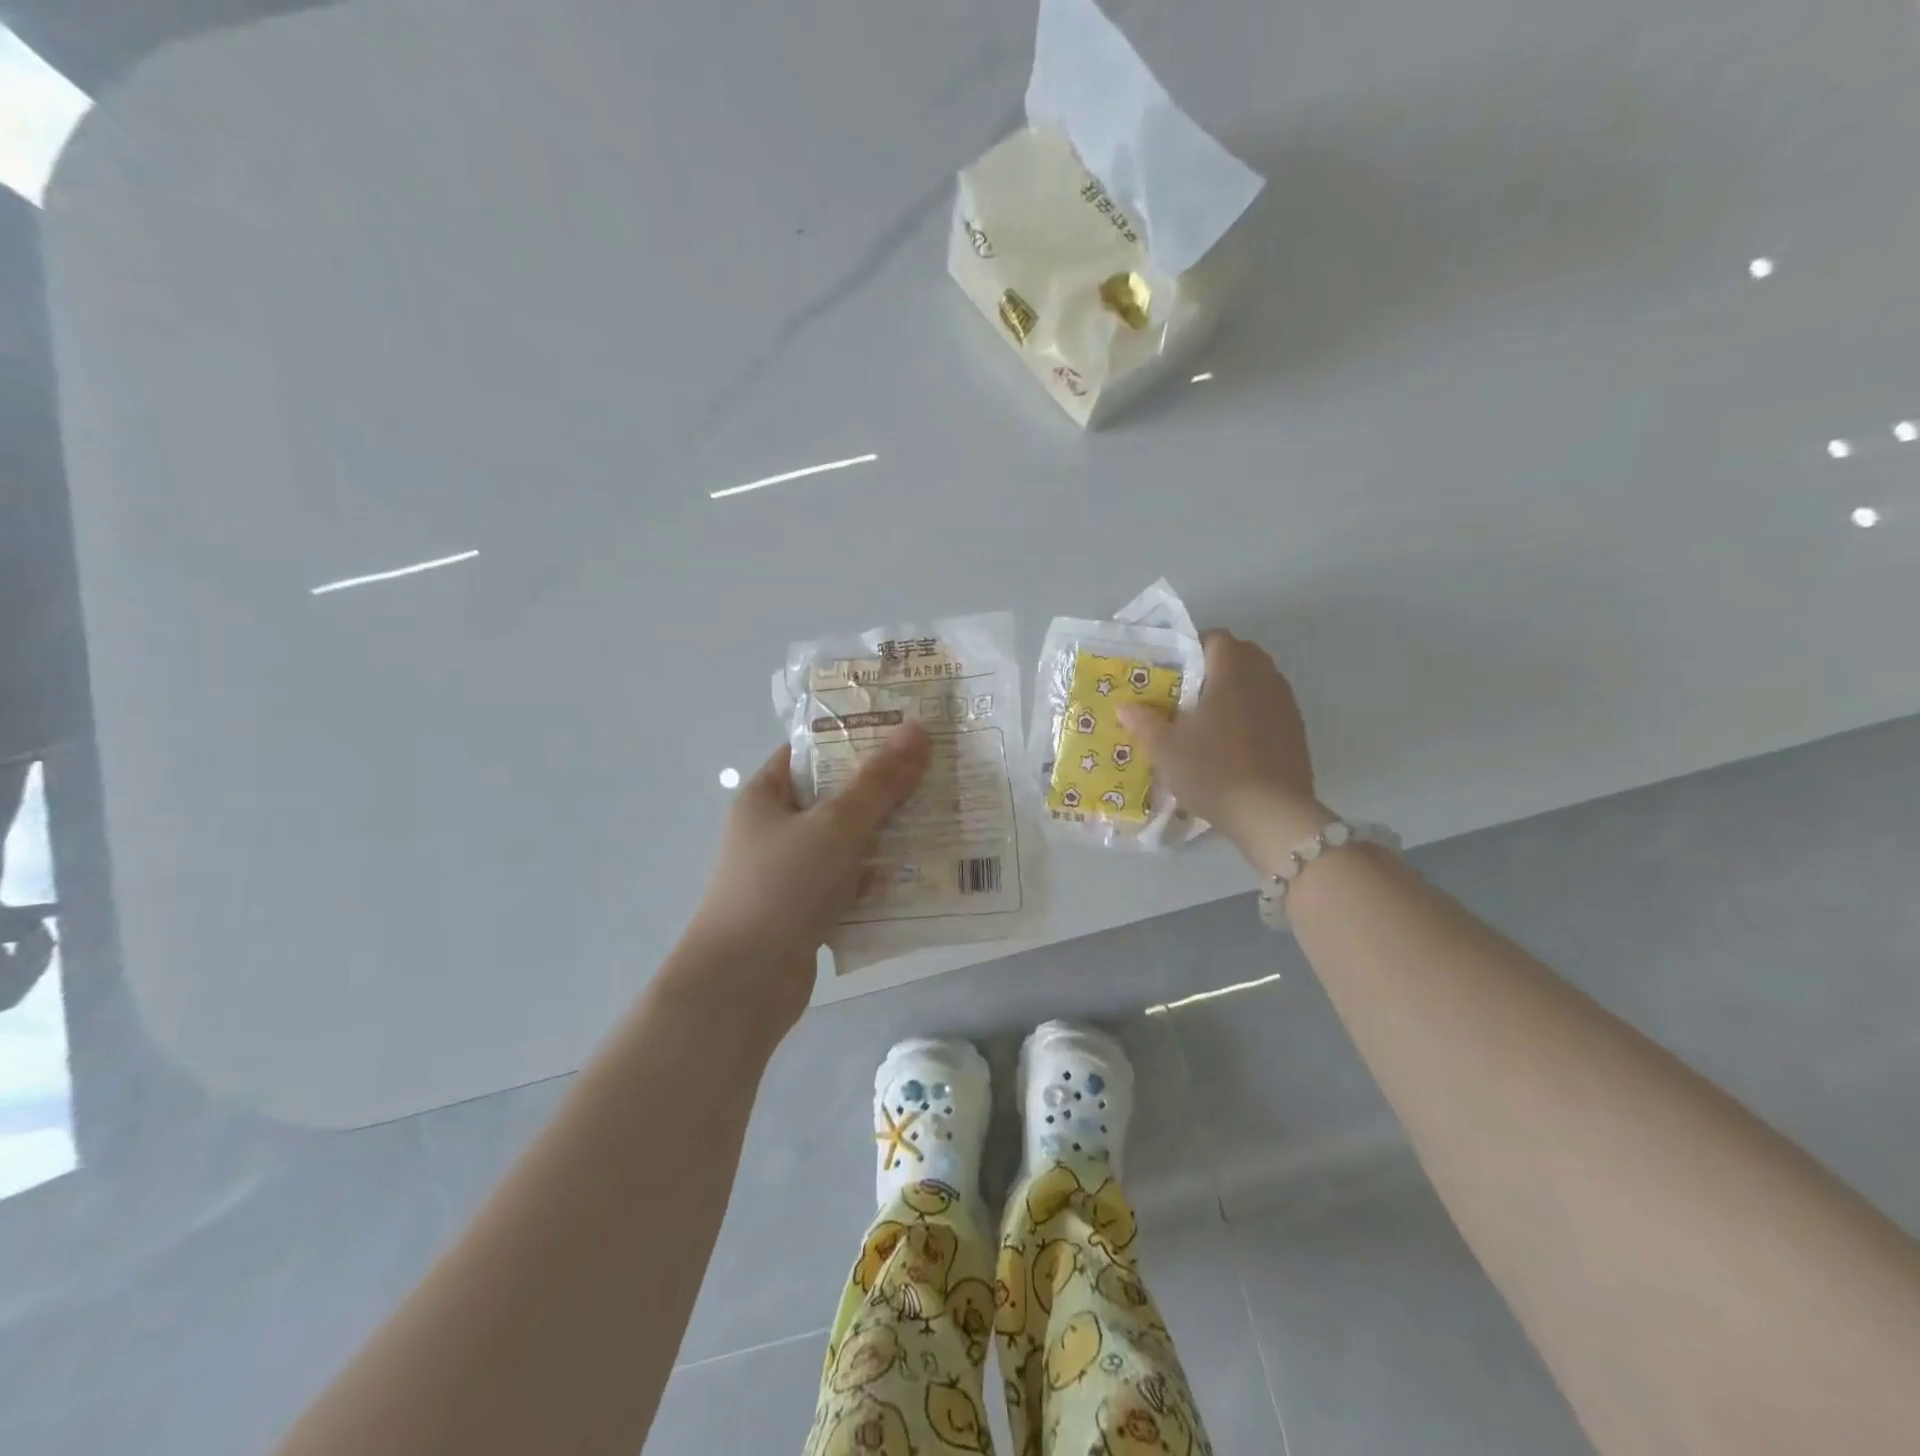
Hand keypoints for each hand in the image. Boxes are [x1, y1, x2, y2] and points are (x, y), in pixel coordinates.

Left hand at [683, 721, 931, 1030]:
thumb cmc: (782, 887)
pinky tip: (924, 874)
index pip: (812, 752)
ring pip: (849, 843)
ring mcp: (792, 873)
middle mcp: (776, 830)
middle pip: (837, 797)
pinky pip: (852, 883)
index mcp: (766, 797)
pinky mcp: (808, 910)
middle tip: (938, 774)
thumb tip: (918, 727)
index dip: (855, 737)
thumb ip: (879, 780)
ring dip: (889, 837)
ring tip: (944, 820)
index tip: (905, 732)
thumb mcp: (836, 824)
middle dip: (885, 790)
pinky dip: (881, 879)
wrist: (744, 983)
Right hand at [1117, 629, 1327, 869]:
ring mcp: (1286, 705)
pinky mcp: (1297, 732)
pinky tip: (1234, 744)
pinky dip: (1253, 715)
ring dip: (1237, 691)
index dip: (1194, 648)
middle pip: (1242, 655)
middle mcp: (1264, 679)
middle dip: (1216, 667)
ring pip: (1259, 682)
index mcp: (1232, 673)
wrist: (1271, 813)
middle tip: (1188, 694)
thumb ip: (1144, 722)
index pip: (1217, 638)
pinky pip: (1270, 708)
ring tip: (1209, 720)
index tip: (1175, 671)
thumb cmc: (1212, 770)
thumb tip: (1126, 706)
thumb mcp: (1165, 749)